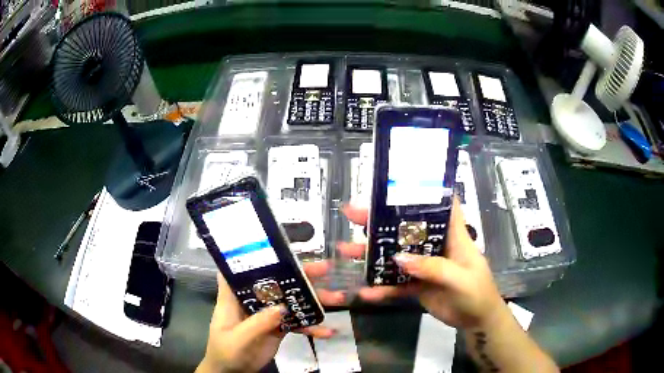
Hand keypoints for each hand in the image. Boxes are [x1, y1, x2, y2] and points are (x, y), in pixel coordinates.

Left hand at [197, 248, 361, 372]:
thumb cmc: (225, 351)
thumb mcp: (237, 339)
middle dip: (299, 275)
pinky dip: (312, 326)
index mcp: (234, 297)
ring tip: (338, 298)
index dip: (254, 255)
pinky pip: (297, 322)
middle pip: (275, 281)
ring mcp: (267, 313)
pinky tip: (328, 331)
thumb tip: (281, 307)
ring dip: (313, 299)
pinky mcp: (278, 327)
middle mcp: (252, 300)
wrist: (233, 372)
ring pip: (291, 300)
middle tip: (325, 269)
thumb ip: (257, 324)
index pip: (240, 269)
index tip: (277, 245)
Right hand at [343, 197, 504, 328]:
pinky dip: (381, 288)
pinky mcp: (417, 285)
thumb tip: (398, 258)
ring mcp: (424, 266)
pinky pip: (396, 284)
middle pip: (407, 228)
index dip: (423, 191)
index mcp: (452, 235)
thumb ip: (433, 268)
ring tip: (346, 250)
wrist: (476, 320)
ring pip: (395, 255)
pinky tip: (365, 292)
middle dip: (381, 220)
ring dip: (372, 254)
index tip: (397, 183)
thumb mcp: (460, 279)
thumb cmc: (477, 293)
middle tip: (354, 214)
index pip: (440, 205)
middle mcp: (435, 246)